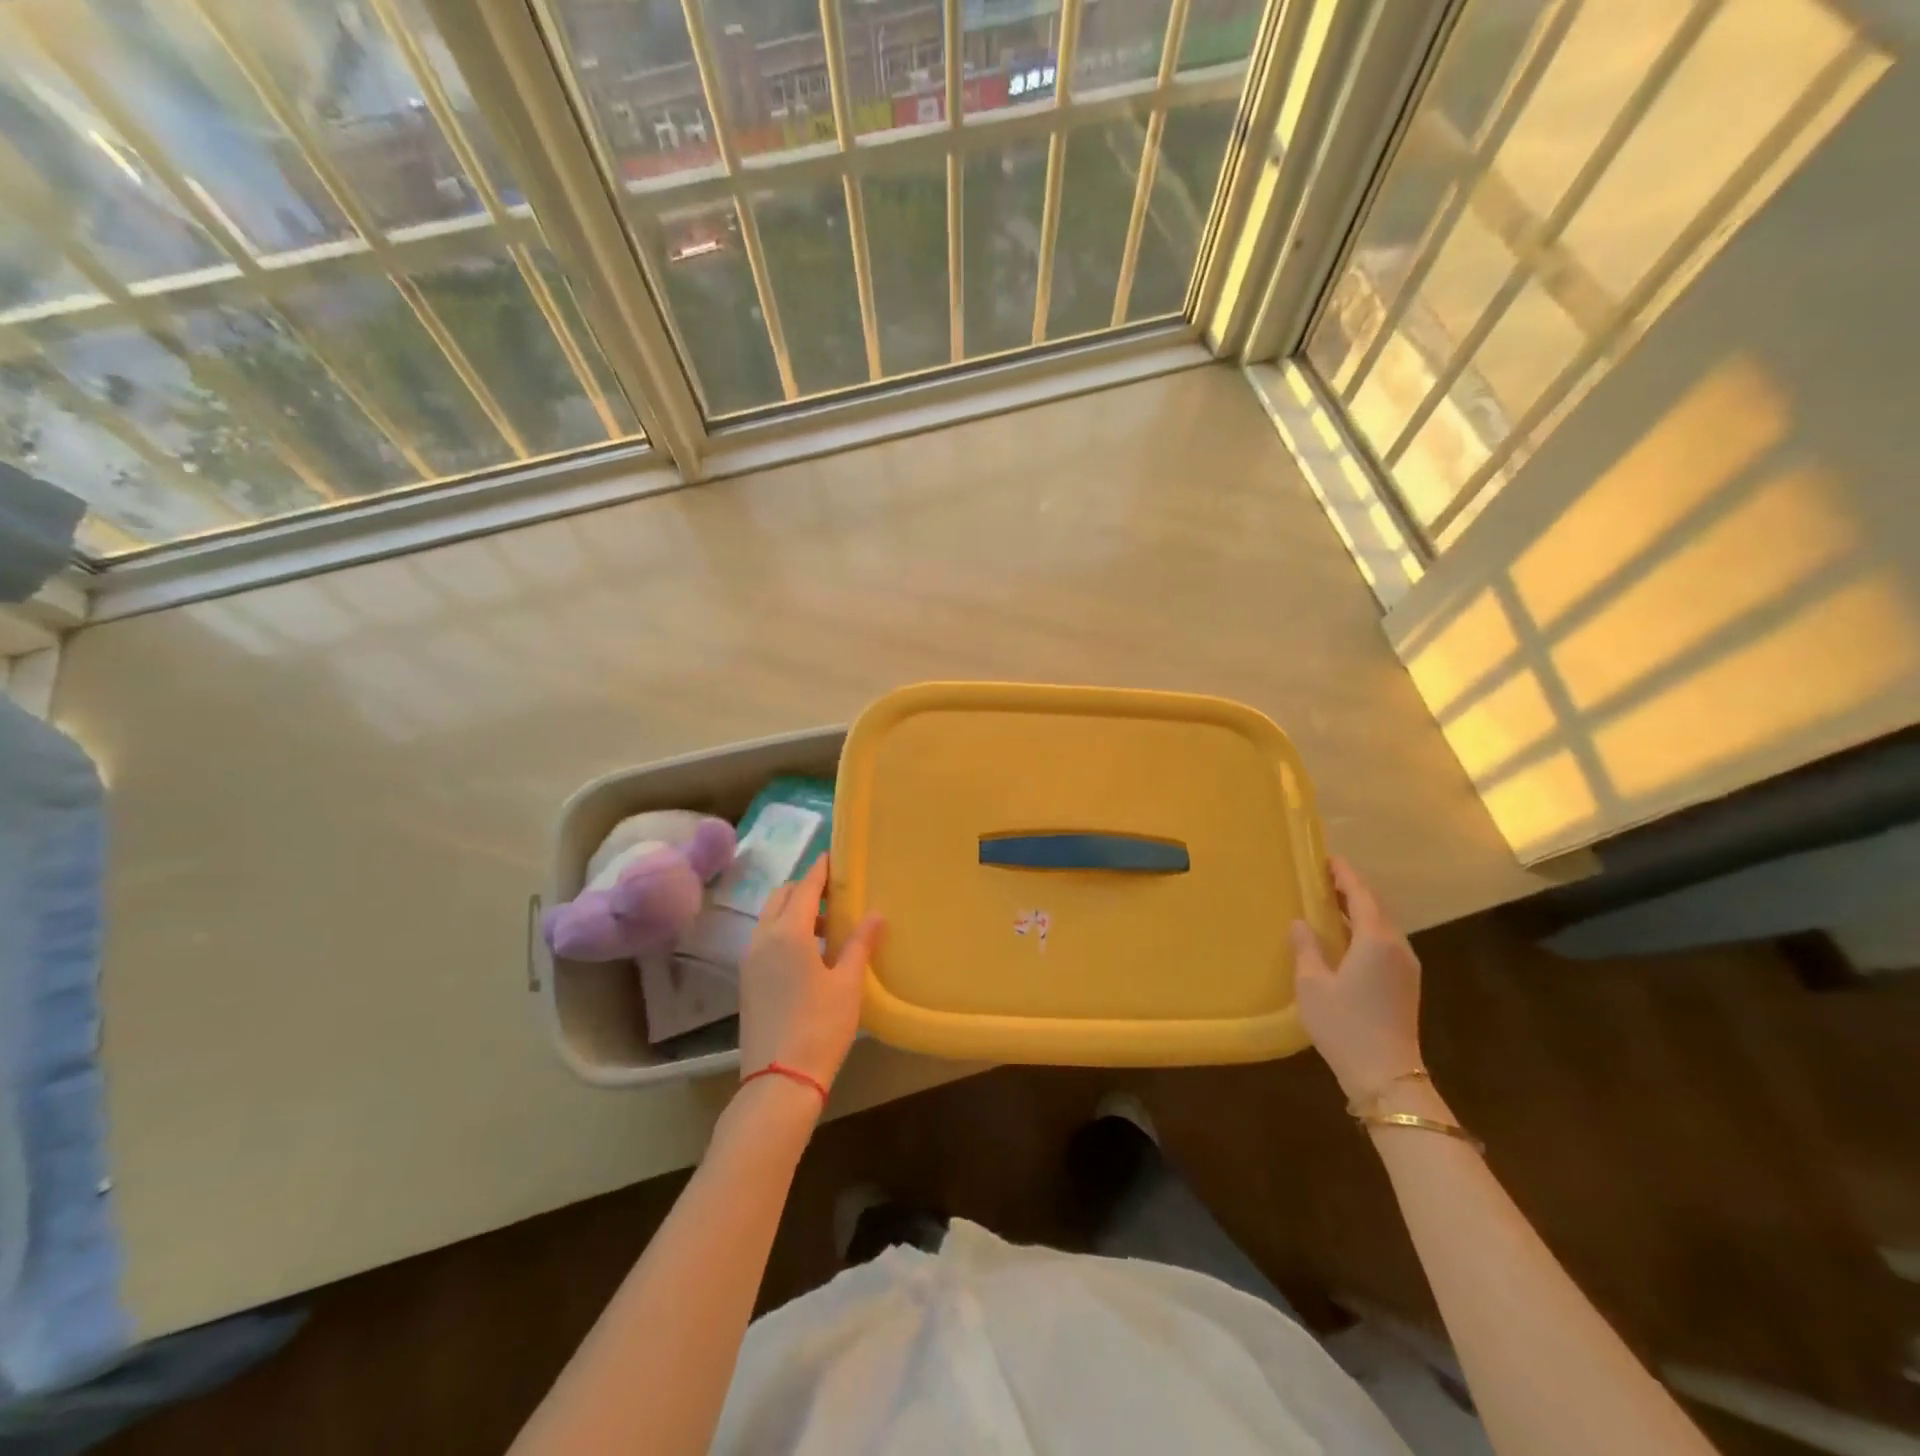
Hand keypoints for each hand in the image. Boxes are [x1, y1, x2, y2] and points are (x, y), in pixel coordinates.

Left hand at [738, 855, 882, 1093]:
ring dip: (795, 911)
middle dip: (806, 888)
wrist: (779, 1080)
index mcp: (788, 932)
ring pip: (770, 918)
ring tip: (829, 926)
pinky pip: (765, 940)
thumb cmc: (820, 1026)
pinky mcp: (747, 981)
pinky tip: (809, 953)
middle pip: (782, 897)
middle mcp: (763, 938)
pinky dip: (784, 932)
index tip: (834, 857)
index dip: (820, 870)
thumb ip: (860, 943)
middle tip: (836, 894)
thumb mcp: (848, 983)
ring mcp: (750, 960)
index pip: (805, 887)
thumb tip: (875, 914)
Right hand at [1291, 856, 1423, 1104]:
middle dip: (1352, 888)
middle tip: (1324, 877)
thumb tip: (1301, 922)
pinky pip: (1386, 942)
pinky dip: (1366, 928)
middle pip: (1376, 906)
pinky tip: (1346, 936)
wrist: (1386, 1076)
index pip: (1361, 895)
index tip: (1327, 859)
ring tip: (1331, 901)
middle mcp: (1397, 947)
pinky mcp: (1406, 984)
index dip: (1344, 875)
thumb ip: (1306, 947)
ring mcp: (1406, 967)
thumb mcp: (1312, 984)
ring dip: (1359, 909)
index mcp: (1375, 940)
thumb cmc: (1344, 1025)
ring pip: (1383, 925)